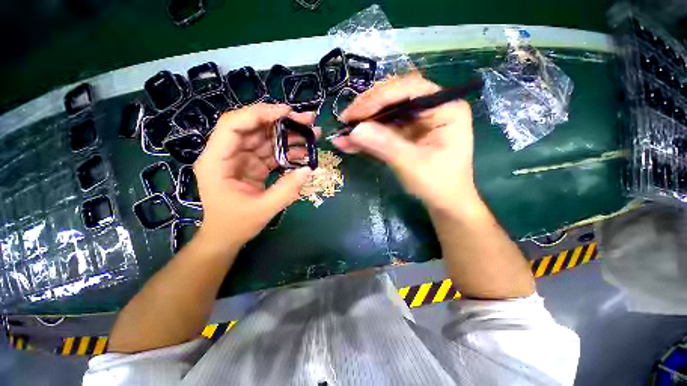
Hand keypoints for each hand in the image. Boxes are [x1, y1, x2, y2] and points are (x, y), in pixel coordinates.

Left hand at [193, 103, 317, 253]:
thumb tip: (308, 169)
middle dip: (281, 121)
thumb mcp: (263, 209)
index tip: (287, 112)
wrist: (226, 236)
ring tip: (312, 133)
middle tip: (307, 120)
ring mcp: (241, 158)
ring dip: (289, 134)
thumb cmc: (236, 224)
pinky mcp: (253, 165)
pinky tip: (305, 151)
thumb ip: (287, 189)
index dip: (259, 114)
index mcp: (217, 161)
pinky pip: (271, 152)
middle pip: (253, 127)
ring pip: (265, 137)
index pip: (233, 125)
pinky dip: (288, 150)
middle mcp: (227, 154)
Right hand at [332, 73, 477, 214]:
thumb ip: (385, 145)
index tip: (356, 114)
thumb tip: (355, 130)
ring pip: (385, 115)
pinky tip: (348, 143)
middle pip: (394, 98)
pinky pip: (382, 131)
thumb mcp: (412, 164)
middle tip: (345, 121)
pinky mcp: (405, 135)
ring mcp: (416, 122)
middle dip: (367, 110)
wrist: (443, 202)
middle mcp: (430, 109)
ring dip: (362, 124)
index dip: (380, 98)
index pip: (409, 89)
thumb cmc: (438, 184)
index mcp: (445, 108)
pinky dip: (365, 138)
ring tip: (341, 133)